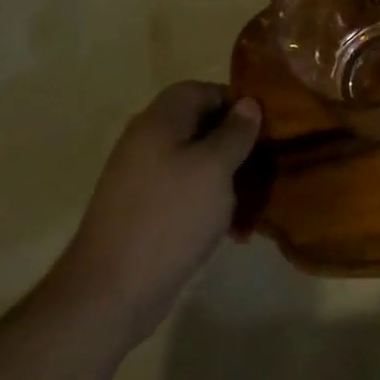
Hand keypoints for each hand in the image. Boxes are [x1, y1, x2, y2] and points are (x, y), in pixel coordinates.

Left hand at [48, 82, 260, 340]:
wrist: (113, 289)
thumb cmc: (170, 216)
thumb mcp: (214, 168)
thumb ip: (234, 133)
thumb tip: (248, 103)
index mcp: (159, 122)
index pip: (199, 90)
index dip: (233, 101)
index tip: (265, 124)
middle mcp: (146, 143)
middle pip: (197, 126)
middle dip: (234, 141)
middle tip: (266, 160)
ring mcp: (142, 179)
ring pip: (194, 162)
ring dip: (226, 175)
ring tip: (255, 197)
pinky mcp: (144, 212)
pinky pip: (184, 193)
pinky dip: (209, 202)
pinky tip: (233, 227)